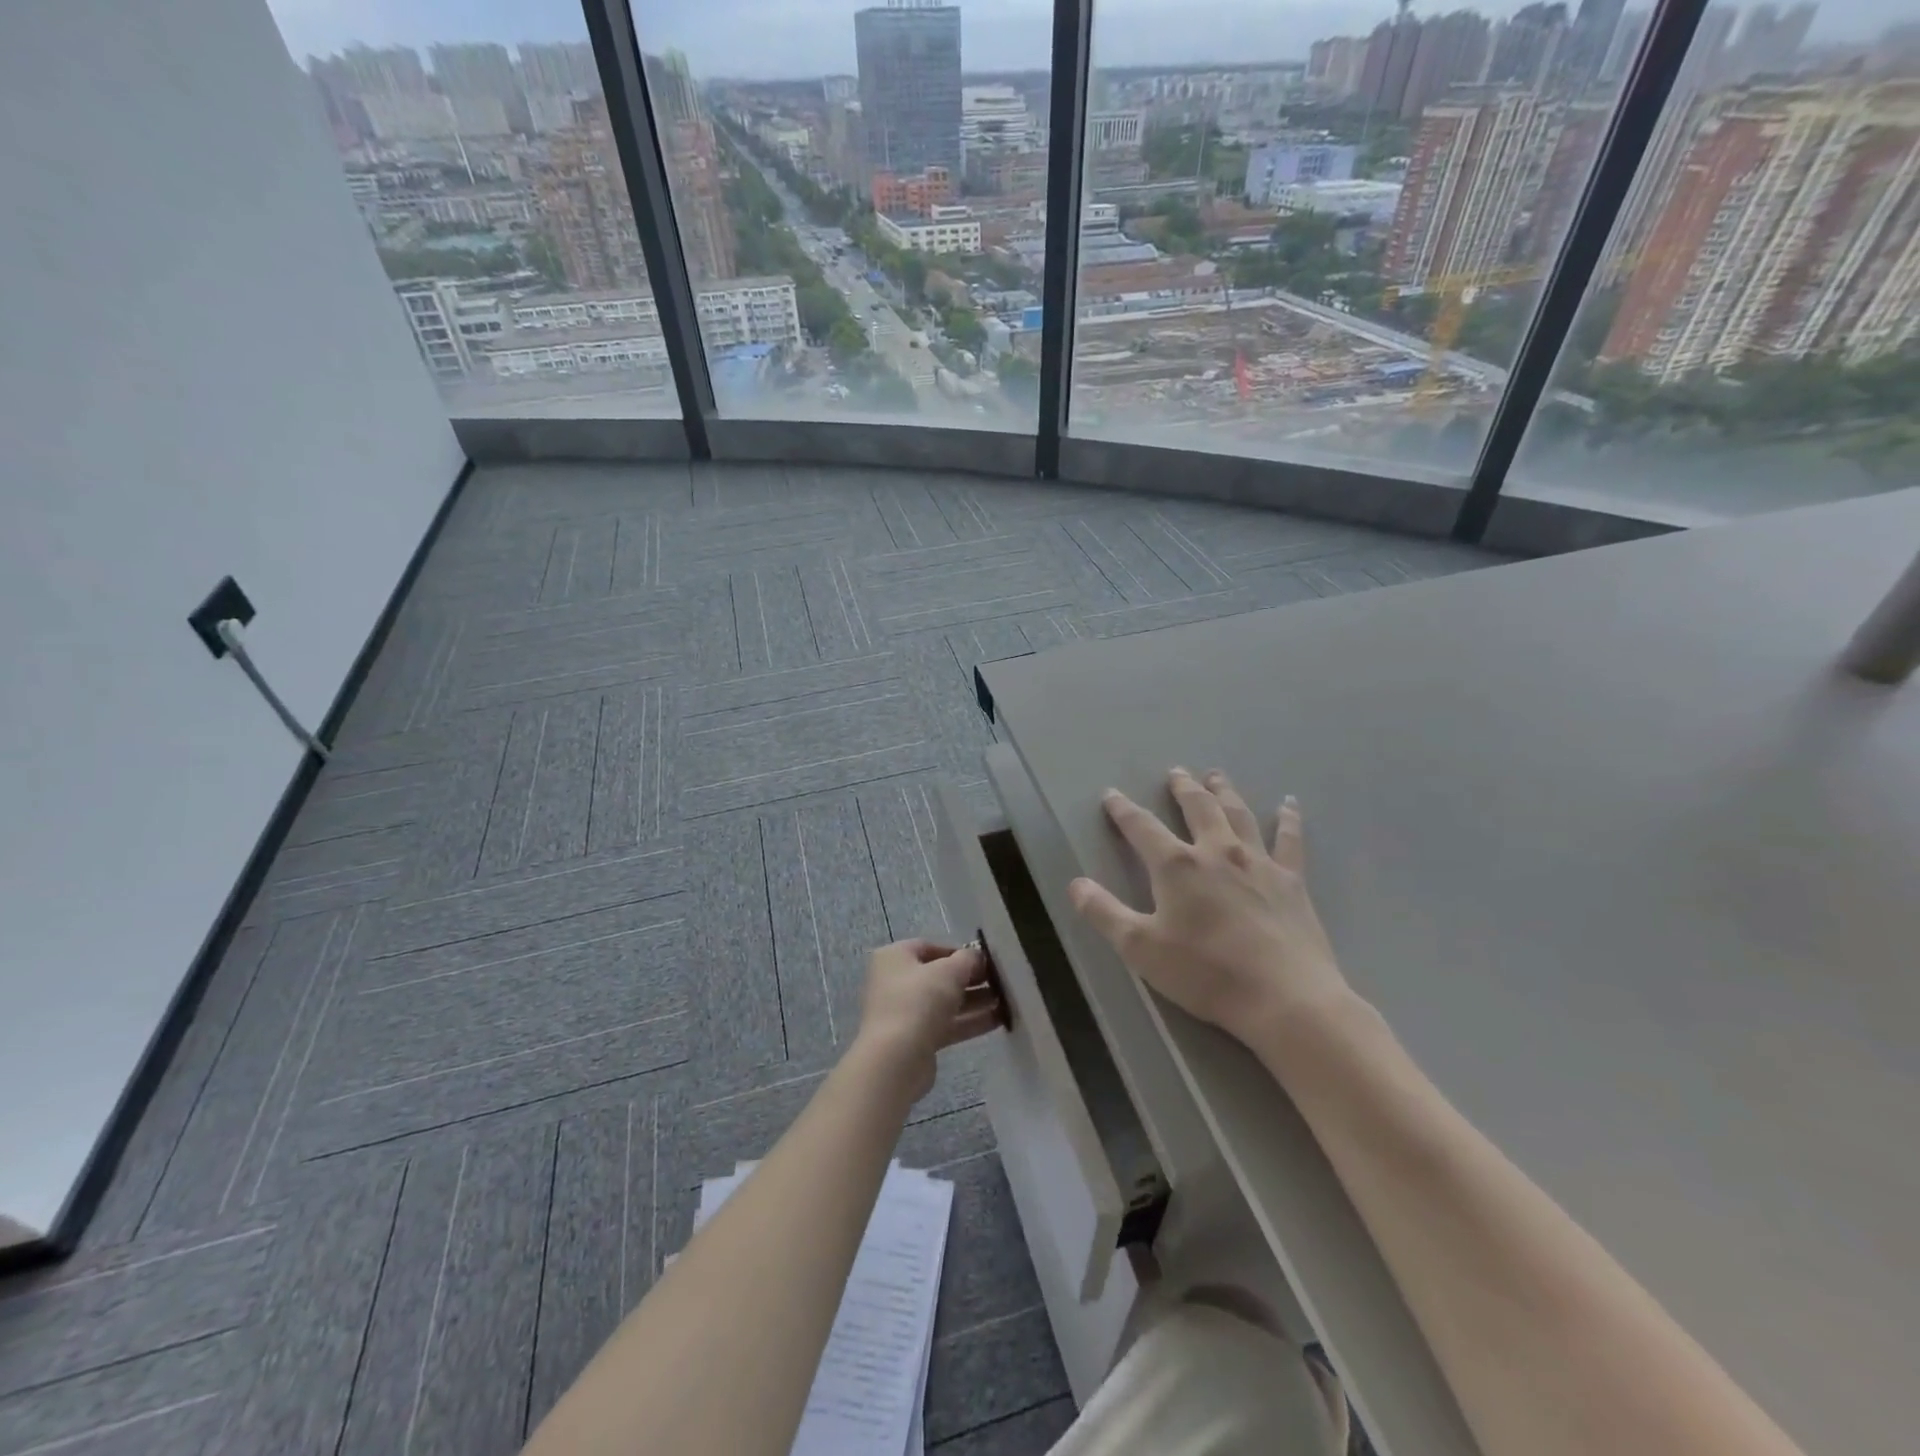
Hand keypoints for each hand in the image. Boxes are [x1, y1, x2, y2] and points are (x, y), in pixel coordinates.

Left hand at [853, 939, 1001, 1100]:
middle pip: (938, 976)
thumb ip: (967, 959)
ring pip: (944, 1002)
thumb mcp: (948, 971)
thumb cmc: (918, 1001)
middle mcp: (895, 982)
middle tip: (1000, 982)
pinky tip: (999, 1021)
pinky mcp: (915, 1040)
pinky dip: (969, 1022)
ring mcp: (904, 1013)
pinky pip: (946, 1025)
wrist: (896, 1059)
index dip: (959, 952)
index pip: (930, 947)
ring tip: (1006, 1001)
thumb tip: (978, 957)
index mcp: (894, 957)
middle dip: (970, 979)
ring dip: (974, 1001)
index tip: (985, 961)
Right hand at [1069, 768, 1347, 1044]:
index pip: (1142, 827)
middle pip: (1197, 808)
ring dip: (1224, 791)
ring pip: (1238, 814)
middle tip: (1176, 772)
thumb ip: (1104, 913)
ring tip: (1216, 775)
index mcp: (1177, 866)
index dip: (1123, 810)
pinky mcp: (1291, 880)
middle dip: (1182, 788)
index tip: (1111, 794)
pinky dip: (1288, 819)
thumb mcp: (1140, 948)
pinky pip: (1289, 840)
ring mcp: (1258, 862)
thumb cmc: (1206, 973)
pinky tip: (1288, 803)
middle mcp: (1217, 851)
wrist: (1285, 997)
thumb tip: (1075, 884)